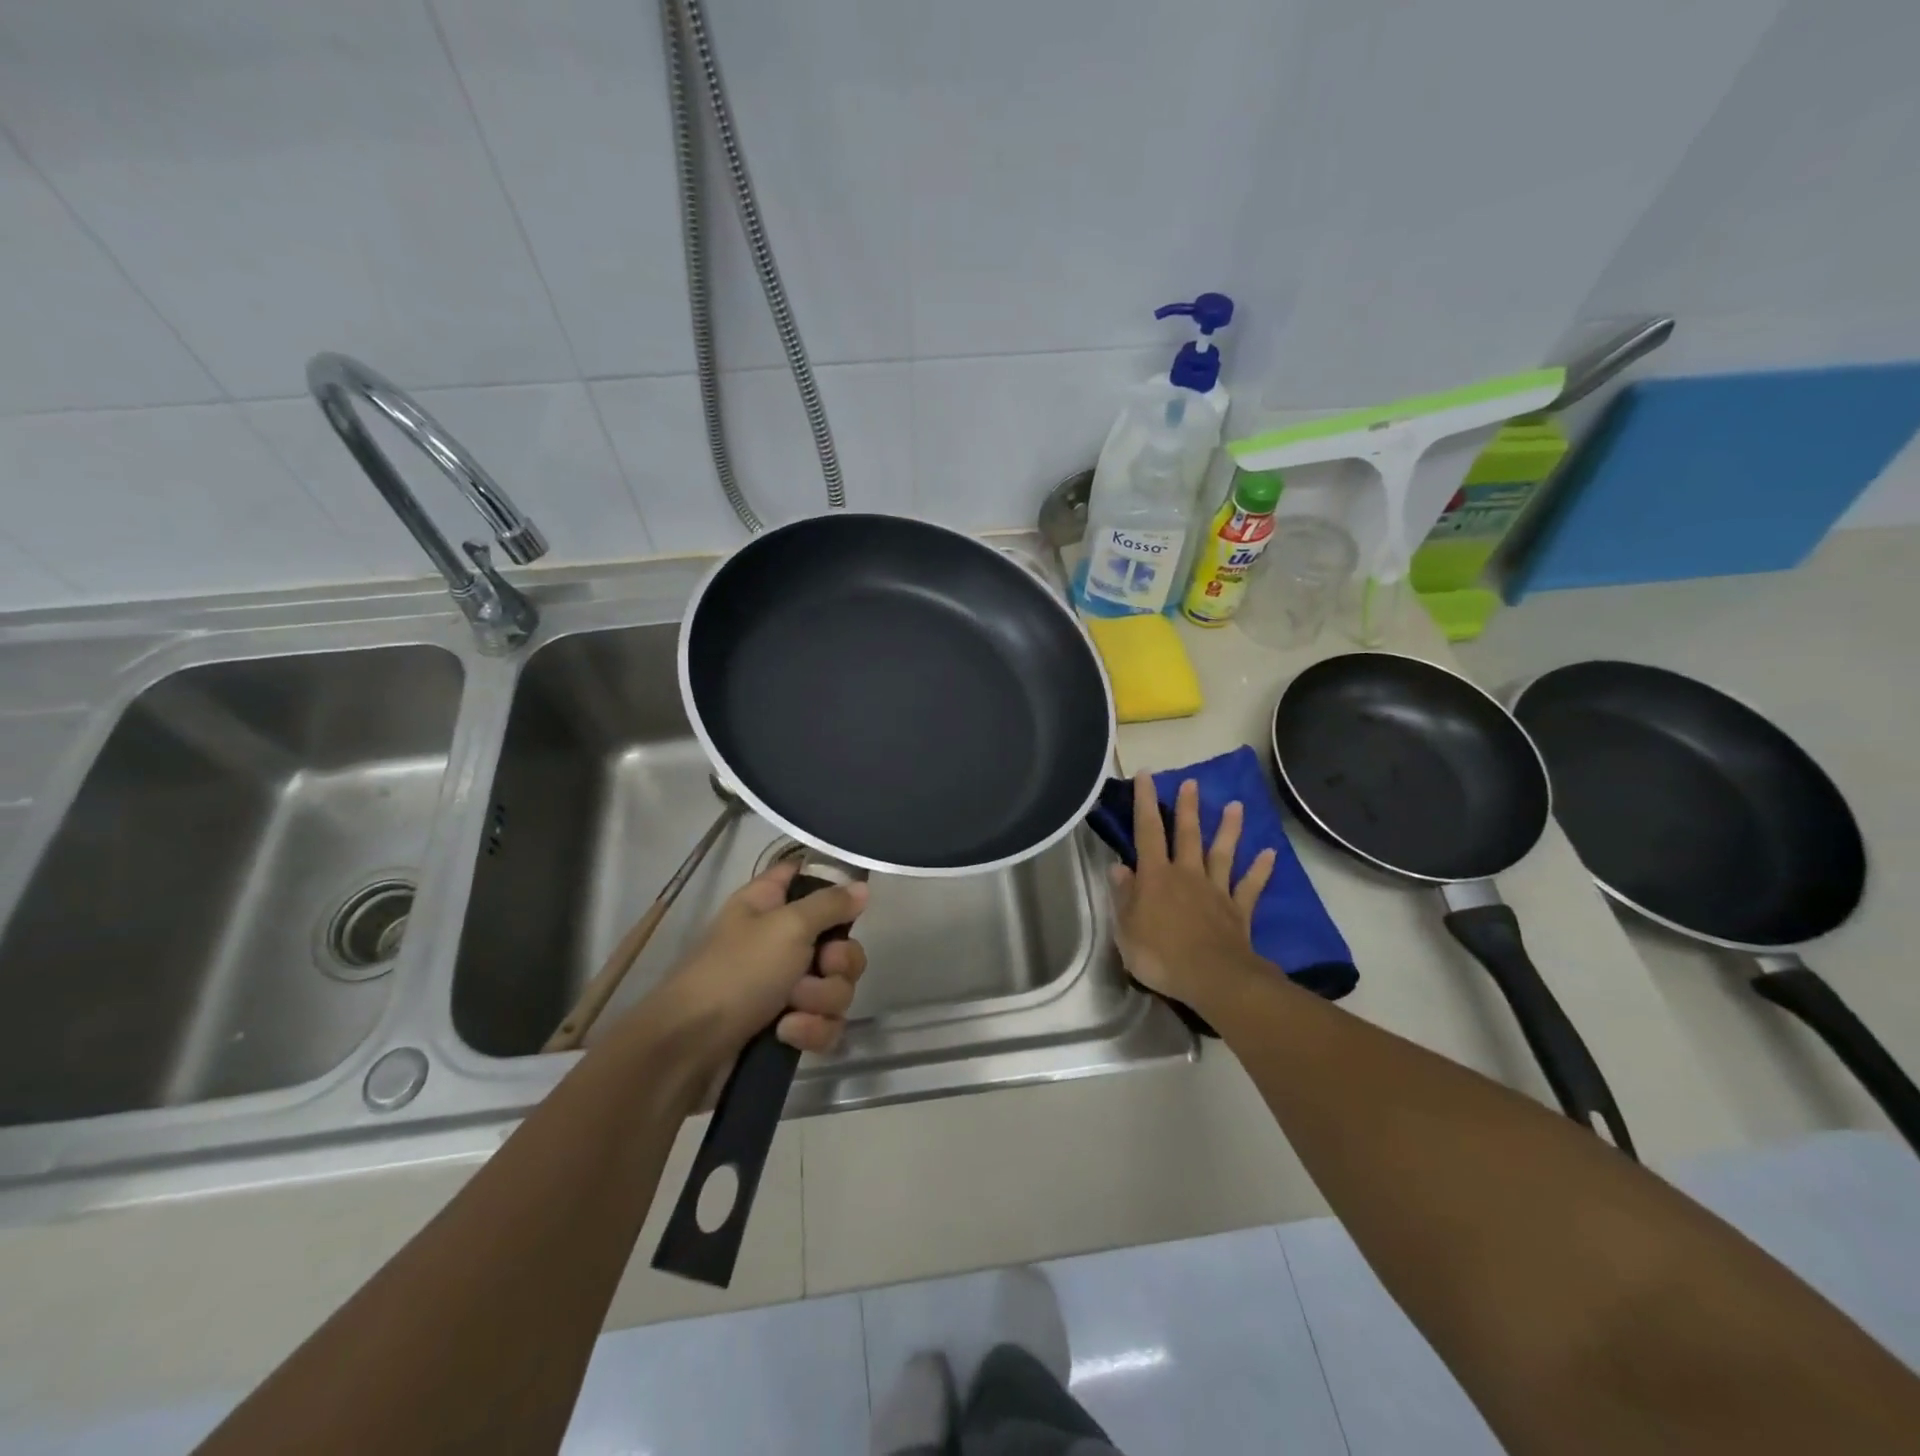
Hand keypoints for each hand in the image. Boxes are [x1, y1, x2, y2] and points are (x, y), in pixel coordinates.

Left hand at [635, 860, 868, 1069]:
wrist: (688, 1051)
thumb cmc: (735, 973)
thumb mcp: (787, 927)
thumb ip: (830, 905)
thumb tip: (862, 887)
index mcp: (770, 903)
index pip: (807, 876)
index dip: (833, 886)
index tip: (850, 904)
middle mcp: (781, 940)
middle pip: (840, 941)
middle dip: (839, 962)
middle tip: (821, 967)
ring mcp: (785, 986)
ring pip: (837, 985)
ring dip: (822, 999)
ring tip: (793, 1009)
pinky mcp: (788, 1025)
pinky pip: (825, 1022)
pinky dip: (812, 1029)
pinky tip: (787, 1034)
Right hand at [1110, 773, 1276, 1006]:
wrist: (1212, 979)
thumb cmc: (1160, 955)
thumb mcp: (1126, 929)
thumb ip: (1124, 896)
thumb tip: (1118, 868)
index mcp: (1155, 877)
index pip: (1147, 832)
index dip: (1145, 802)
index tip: (1147, 775)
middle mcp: (1187, 875)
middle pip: (1187, 834)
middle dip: (1188, 807)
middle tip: (1192, 782)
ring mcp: (1216, 891)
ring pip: (1222, 853)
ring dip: (1228, 829)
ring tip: (1236, 805)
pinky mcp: (1238, 910)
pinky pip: (1250, 886)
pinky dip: (1260, 869)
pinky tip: (1270, 853)